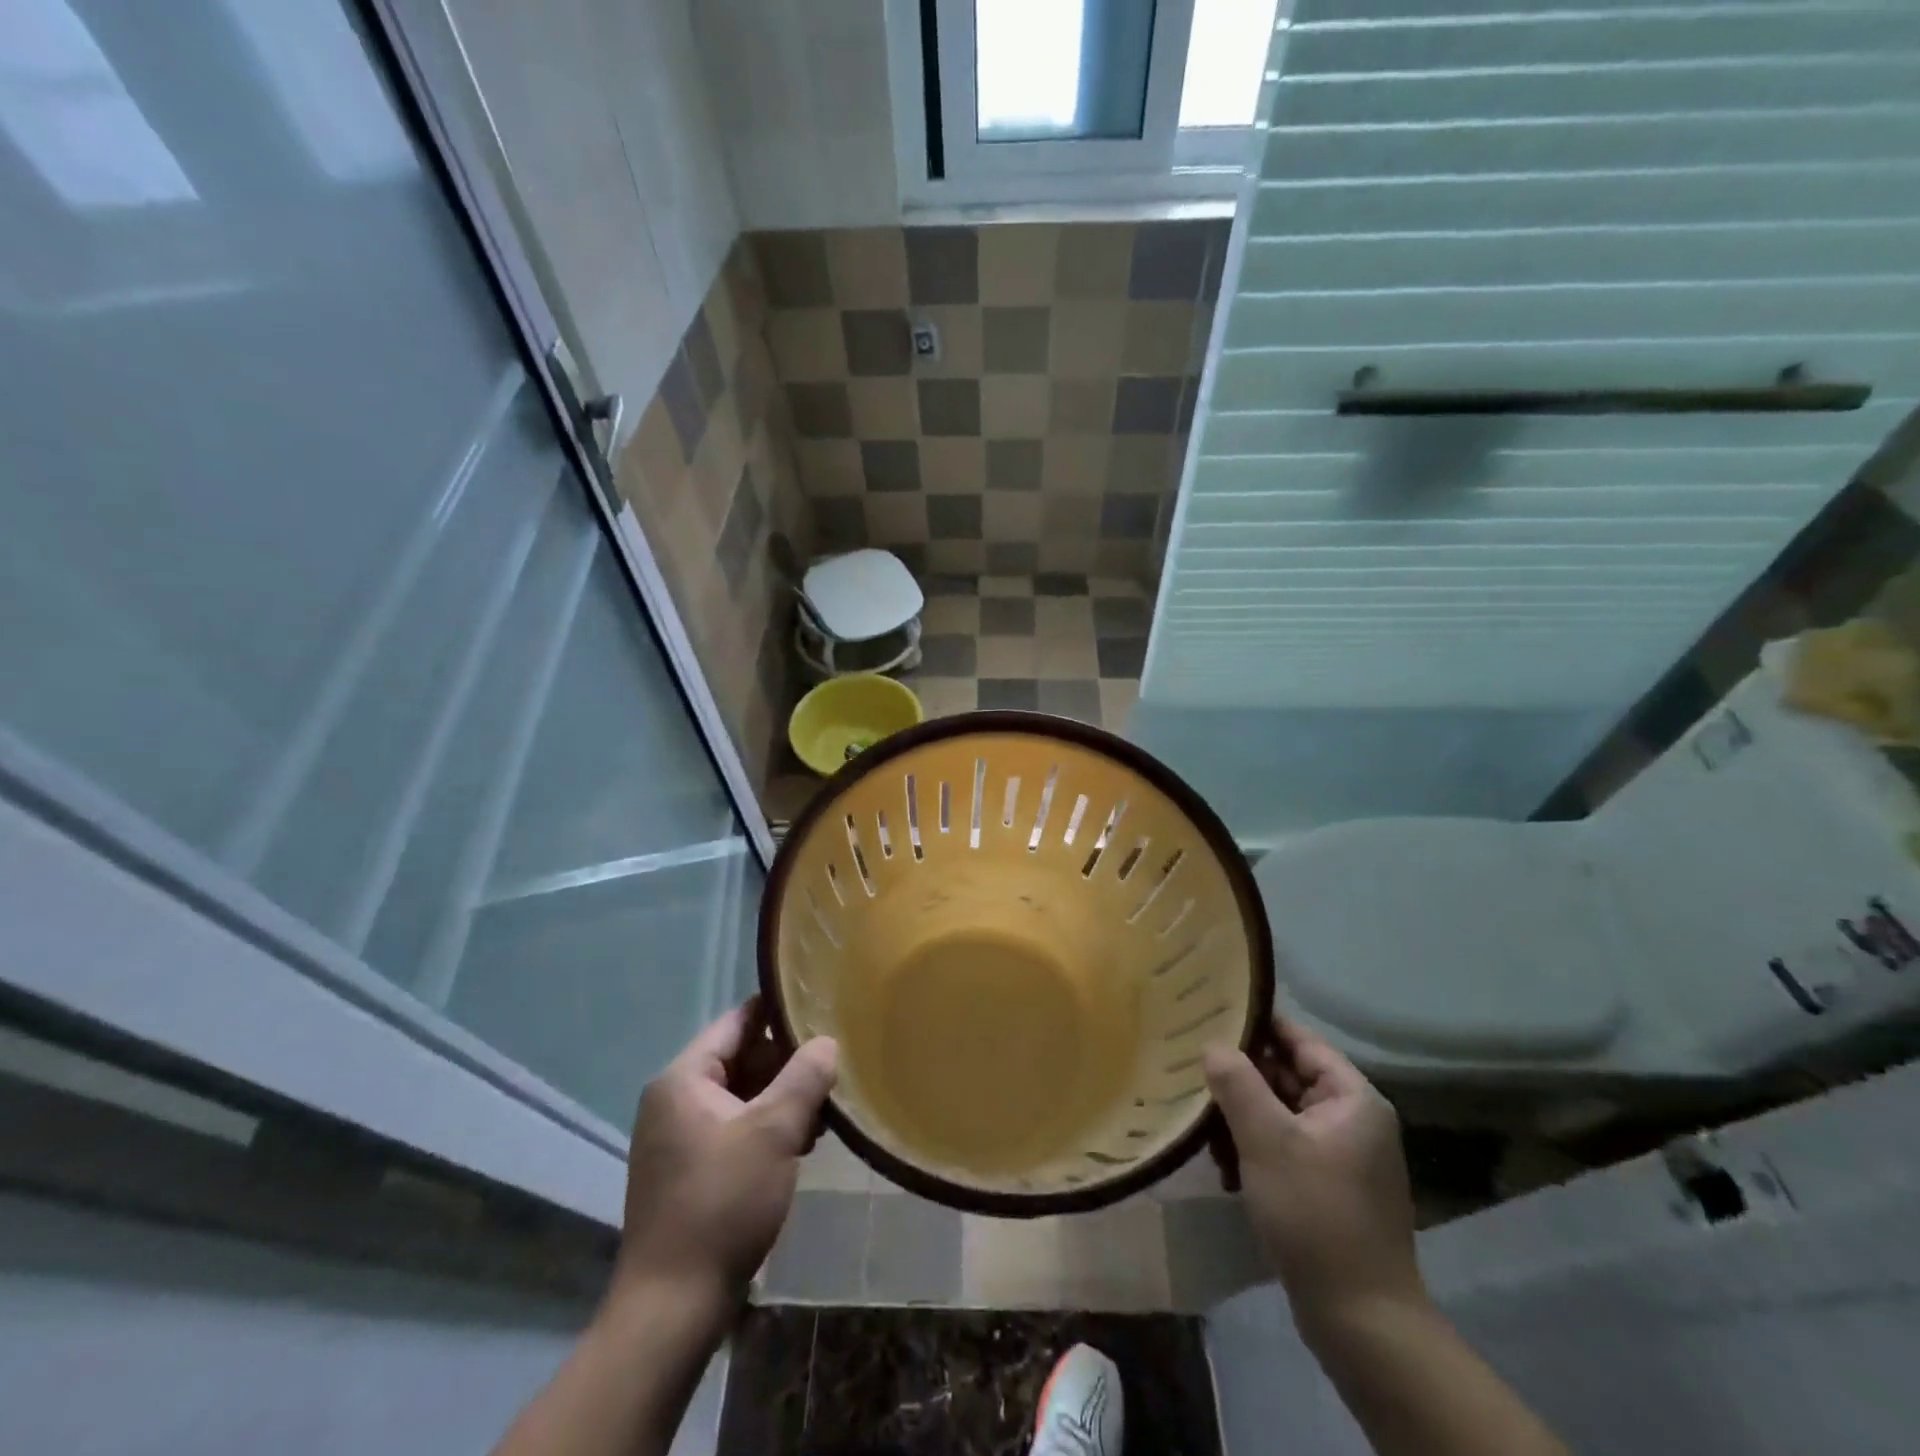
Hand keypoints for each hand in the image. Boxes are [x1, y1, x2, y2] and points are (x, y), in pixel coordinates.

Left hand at [614, 1000, 837, 1313]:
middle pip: (741, 1058)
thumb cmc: (723, 1203)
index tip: (822, 1010)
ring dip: (782, 1100)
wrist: (672, 1307)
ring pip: (742, 1096)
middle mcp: (675, 1099)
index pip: (738, 1021)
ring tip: (824, 1113)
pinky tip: (802, 1144)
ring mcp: (679, 1137)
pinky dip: (767, 1128)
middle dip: (788, 1064)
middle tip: (832, 1072)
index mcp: (684, 1079)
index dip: (780, 1012)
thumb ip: (805, 1076)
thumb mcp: (775, 1131)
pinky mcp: (690, 1170)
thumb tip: (826, 1041)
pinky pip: (735, 1128)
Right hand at [1204, 1016, 1424, 1334]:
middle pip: (1288, 1075)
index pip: (1299, 1039)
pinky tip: (1222, 1164)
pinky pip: (1285, 1146)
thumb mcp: (1267, 1140)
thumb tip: (1213, 1044)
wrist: (1361, 1321)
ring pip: (1281, 1112)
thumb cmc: (1316, 1214)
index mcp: (1352, 1098)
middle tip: (1191, 1065)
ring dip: (1242, 1114)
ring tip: (1201, 1119)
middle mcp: (1352, 1119)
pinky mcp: (1328, 1186)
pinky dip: (1254, 1146)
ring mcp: (1342, 1155)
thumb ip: (1237, 1083)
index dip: (1257, 1024)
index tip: (1210, 1012)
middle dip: (1241, 1075)